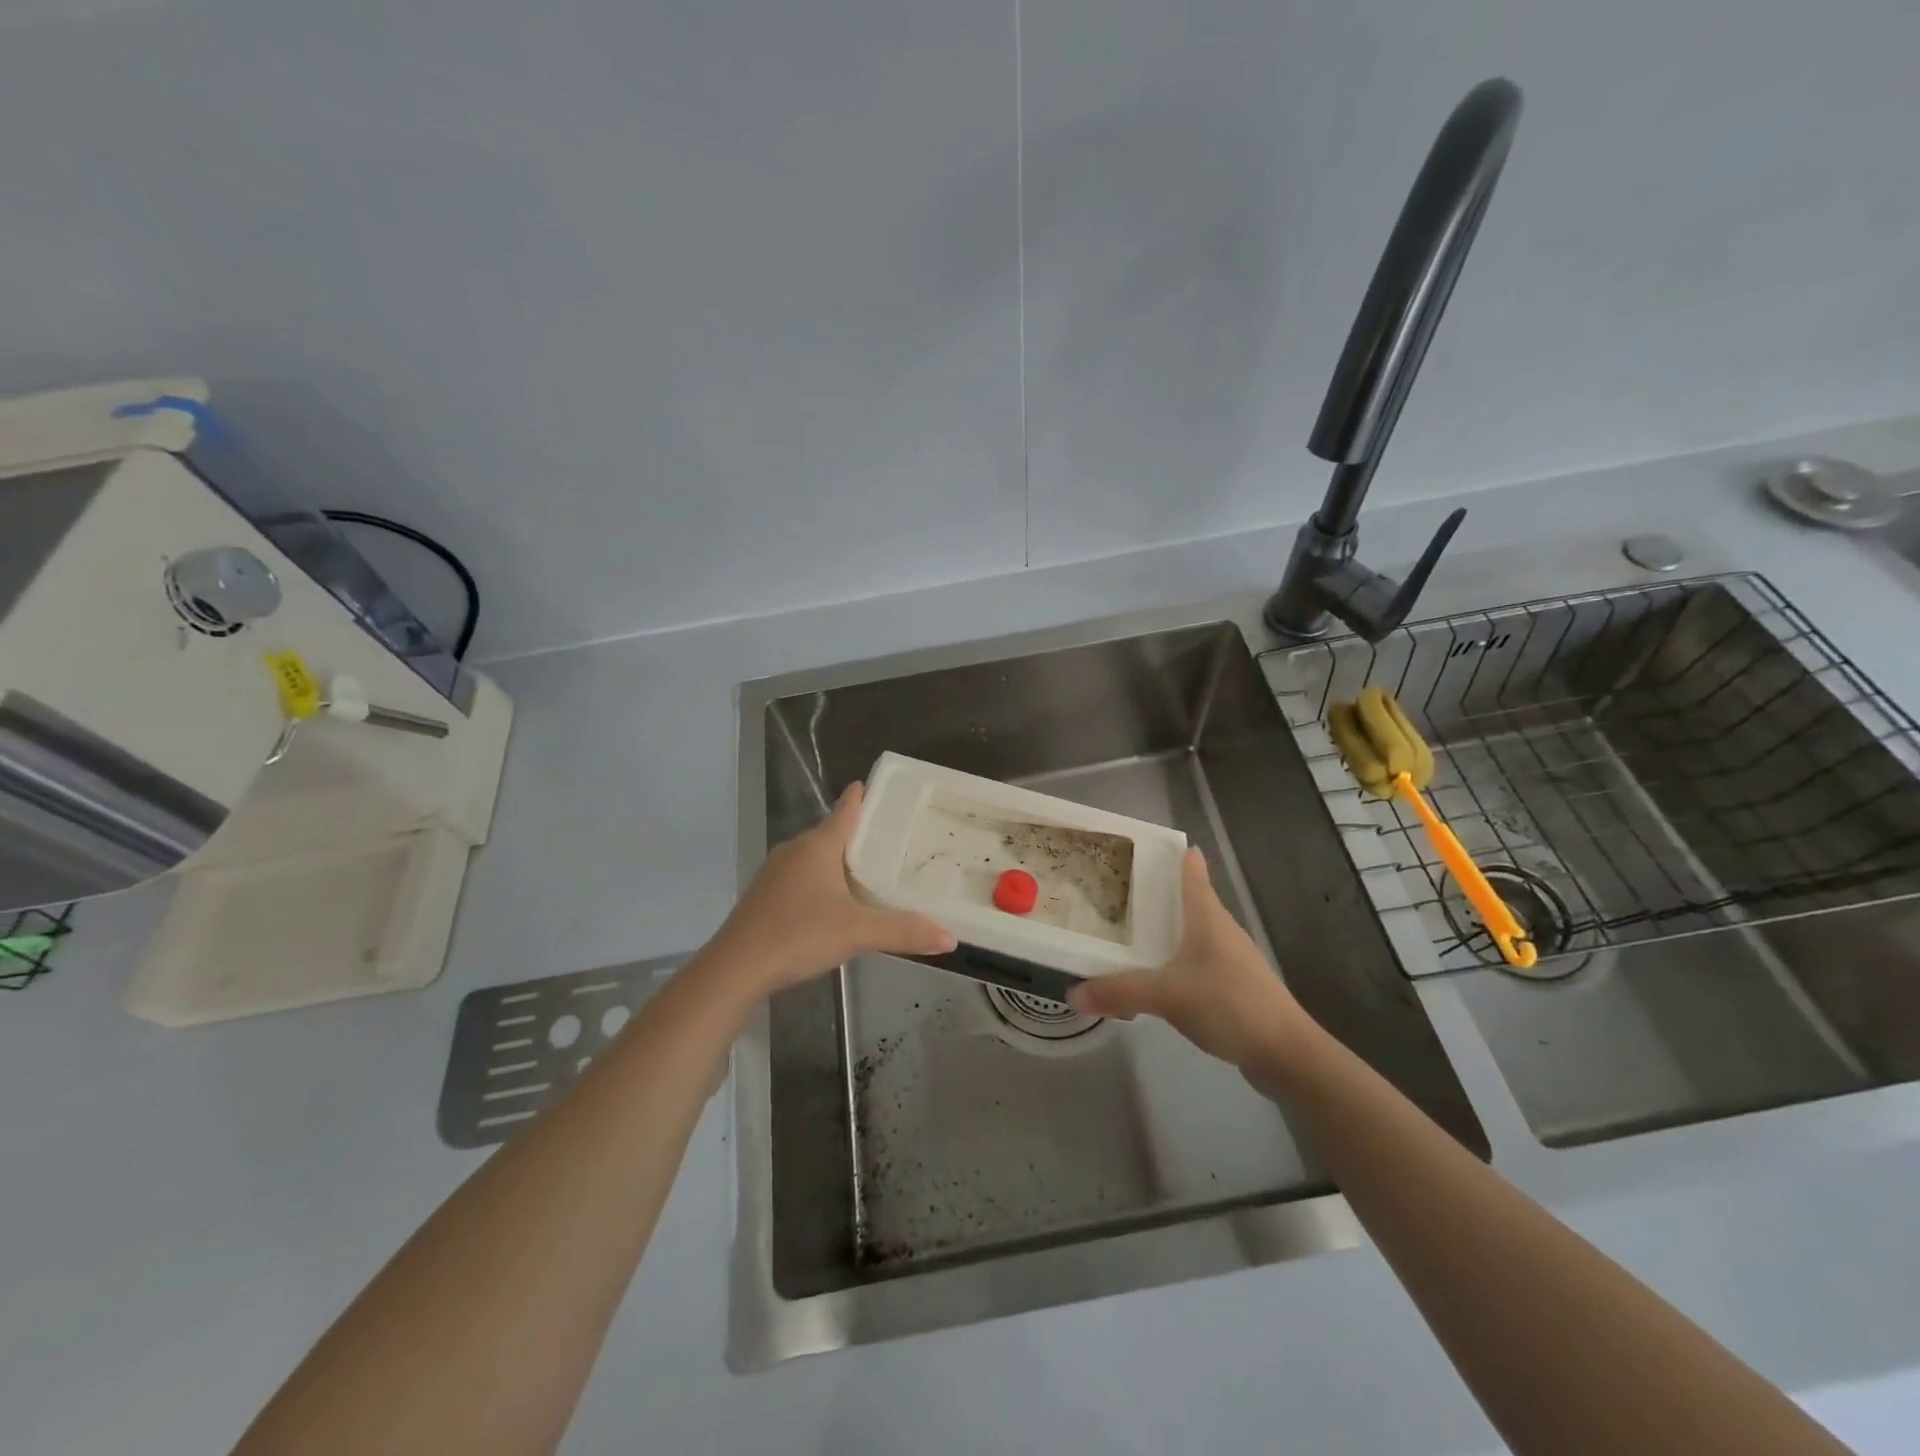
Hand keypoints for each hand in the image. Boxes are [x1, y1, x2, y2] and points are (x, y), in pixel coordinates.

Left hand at [712, 782, 956, 996]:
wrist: (736, 967)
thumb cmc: (799, 935)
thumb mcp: (858, 932)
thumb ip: (904, 931)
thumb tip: (950, 937)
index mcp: (818, 846)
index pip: (845, 810)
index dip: (861, 797)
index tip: (873, 785)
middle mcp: (795, 850)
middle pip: (831, 833)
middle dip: (856, 834)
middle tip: (889, 838)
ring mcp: (775, 873)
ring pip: (814, 857)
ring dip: (837, 860)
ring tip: (866, 871)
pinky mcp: (764, 897)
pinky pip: (800, 877)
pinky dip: (820, 881)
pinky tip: (831, 903)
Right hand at [1066, 848, 1305, 1069]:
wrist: (1284, 1052)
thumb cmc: (1229, 1004)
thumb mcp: (1167, 995)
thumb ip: (1119, 991)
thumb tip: (1072, 992)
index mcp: (1208, 917)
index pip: (1192, 872)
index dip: (1173, 855)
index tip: (1145, 845)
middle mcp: (1221, 930)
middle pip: (1189, 901)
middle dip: (1156, 895)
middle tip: (1117, 890)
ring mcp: (1230, 959)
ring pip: (1191, 934)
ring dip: (1165, 931)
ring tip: (1128, 933)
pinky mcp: (1234, 986)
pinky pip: (1195, 963)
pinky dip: (1174, 963)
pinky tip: (1155, 978)